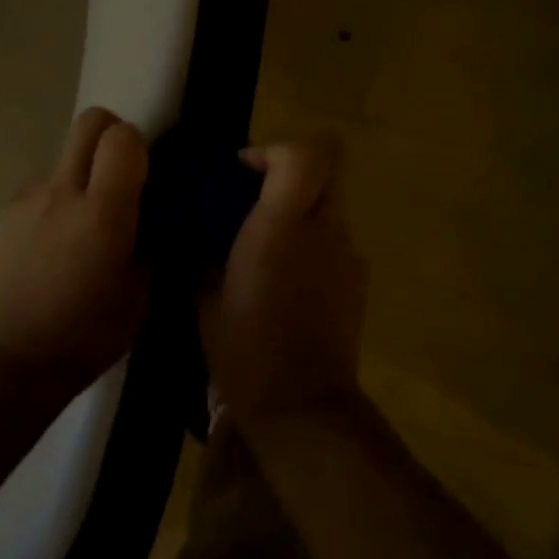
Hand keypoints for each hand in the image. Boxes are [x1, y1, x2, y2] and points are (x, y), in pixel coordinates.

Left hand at [0, 107, 150, 388]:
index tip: (145, 174)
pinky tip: (54, 243)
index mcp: (103, 212)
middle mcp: (62, 191)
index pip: (123, 137)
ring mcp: (28, 197)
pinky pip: (41, 188)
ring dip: (80, 174)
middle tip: (120, 173)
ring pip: (63, 156)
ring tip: (82, 224)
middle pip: (89, 122)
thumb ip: (152, 243)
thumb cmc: (85, 335)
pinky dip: (55, 201)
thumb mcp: (141, 296)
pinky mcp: (6, 211)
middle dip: (110, 134)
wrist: (10, 358)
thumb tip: (156, 216)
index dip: (139, 146)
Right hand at [201, 140, 367, 430]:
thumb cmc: (245, 350)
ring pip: (330, 204)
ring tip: (265, 243)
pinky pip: (334, 239)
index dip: (273, 151)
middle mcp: (324, 231)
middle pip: (328, 168)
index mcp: (282, 228)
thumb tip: (200, 231)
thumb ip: (204, 252)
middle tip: (255, 197)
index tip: (243, 171)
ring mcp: (348, 255)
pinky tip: (286, 277)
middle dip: (290, 171)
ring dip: (299, 208)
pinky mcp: (358, 280)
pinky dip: (311, 241)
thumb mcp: (205, 297)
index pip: (305, 157)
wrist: (303, 407)